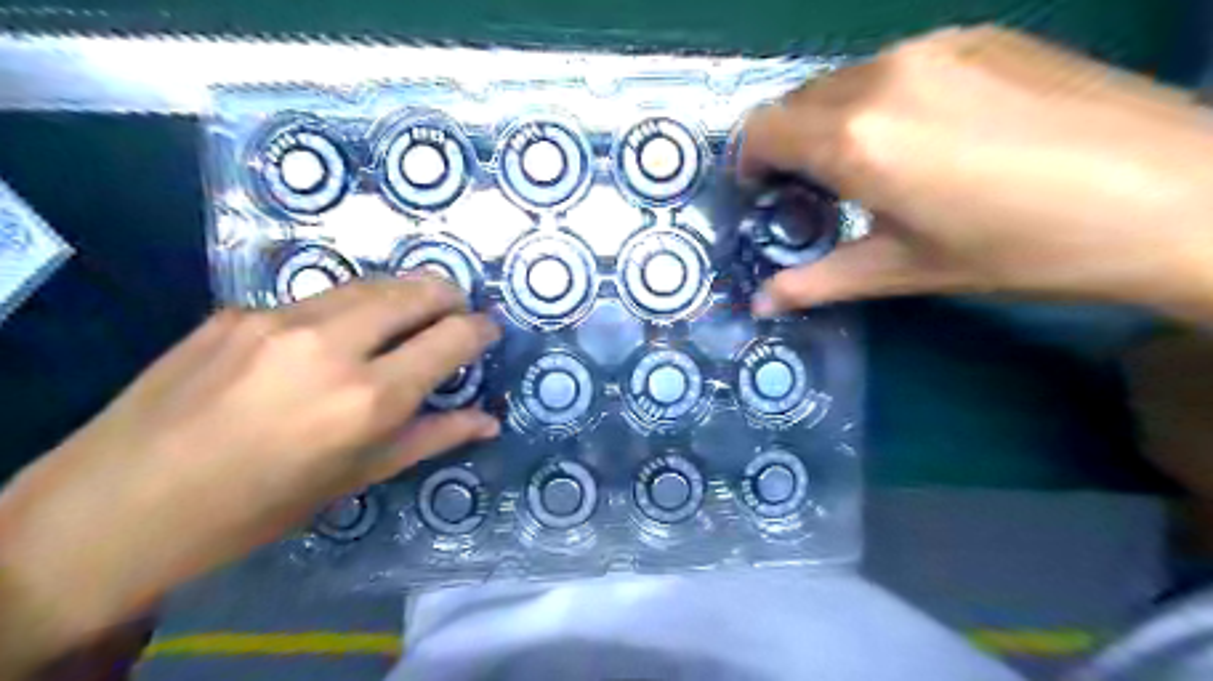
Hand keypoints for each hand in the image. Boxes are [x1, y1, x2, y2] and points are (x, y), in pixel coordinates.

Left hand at [1, 273, 498, 674]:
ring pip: (370, 283)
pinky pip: (316, 298)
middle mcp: (331, 344)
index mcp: (368, 399)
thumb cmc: (257, 508)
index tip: (487, 332)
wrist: (118, 506)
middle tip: (456, 316)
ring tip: (407, 318)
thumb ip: (432, 437)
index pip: (452, 337)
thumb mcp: (357, 477)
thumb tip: (488, 419)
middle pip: (417, 289)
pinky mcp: (239, 310)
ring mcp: (279, 318)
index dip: (480, 329)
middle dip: (449, 296)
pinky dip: (346, 310)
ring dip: (402, 295)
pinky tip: (331, 339)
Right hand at [744, 24, 1212, 320]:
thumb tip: (759, 304)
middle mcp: (881, 78)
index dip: (748, 163)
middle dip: (786, 145)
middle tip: (808, 191)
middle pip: (796, 102)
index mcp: (857, 139)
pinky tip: (920, 135)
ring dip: (829, 121)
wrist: (1172, 194)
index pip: (762, 130)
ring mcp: (933, 47)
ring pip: (843, 80)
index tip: (761, 195)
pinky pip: (894, 66)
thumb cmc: (1019, 248)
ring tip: (865, 165)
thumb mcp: (904, 271)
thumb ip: (818, 281)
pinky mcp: (977, 36)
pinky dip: (877, 100)